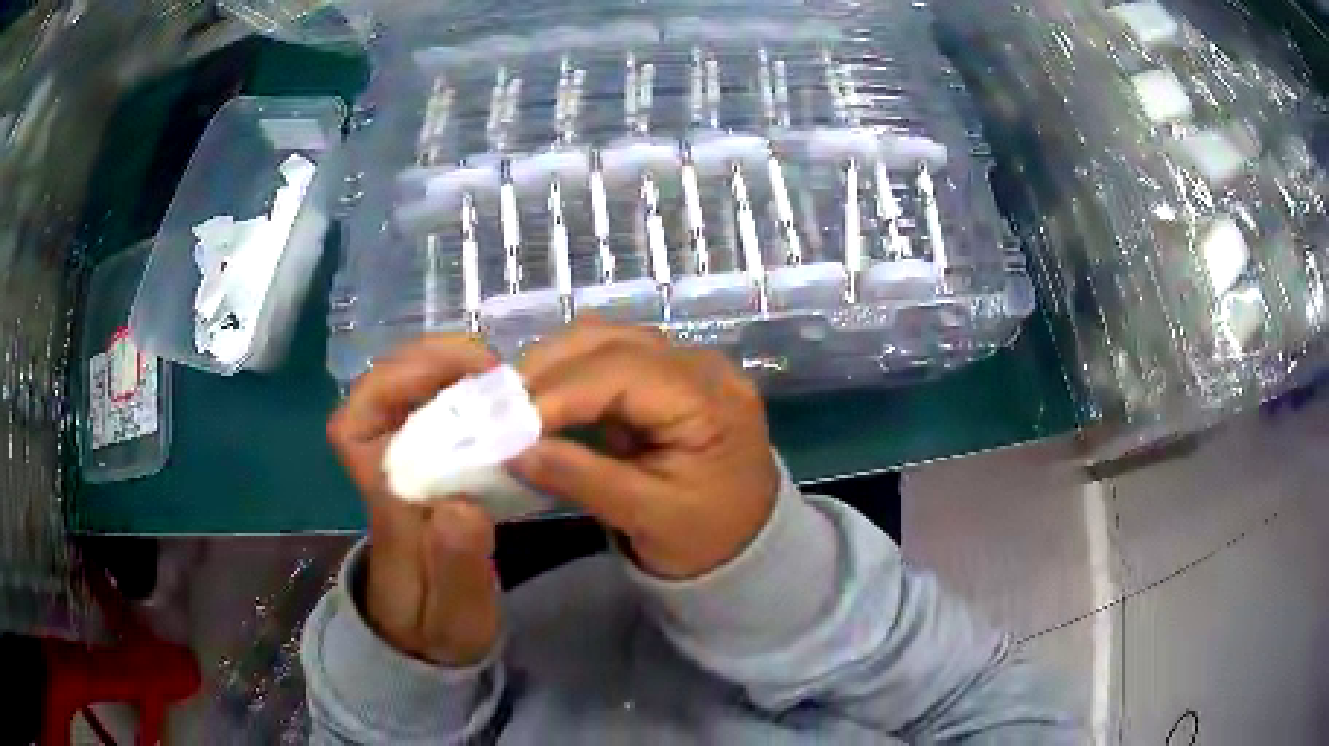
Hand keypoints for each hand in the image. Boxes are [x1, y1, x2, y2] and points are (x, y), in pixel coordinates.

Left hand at [327, 336, 501, 665]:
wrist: (433, 636)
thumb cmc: (439, 624)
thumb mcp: (454, 611)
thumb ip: (455, 567)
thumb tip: (462, 506)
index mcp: (384, 501)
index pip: (351, 428)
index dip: (389, 387)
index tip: (456, 382)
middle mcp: (387, 470)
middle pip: (379, 391)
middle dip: (428, 363)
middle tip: (490, 365)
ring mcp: (408, 463)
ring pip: (407, 392)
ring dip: (448, 369)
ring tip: (500, 373)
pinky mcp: (432, 465)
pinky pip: (437, 410)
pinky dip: (465, 389)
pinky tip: (501, 396)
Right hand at [509, 322, 780, 579]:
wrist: (746, 547)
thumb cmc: (708, 539)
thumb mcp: (648, 518)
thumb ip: (582, 480)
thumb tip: (514, 451)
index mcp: (711, 400)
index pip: (625, 372)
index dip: (559, 391)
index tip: (505, 422)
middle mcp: (700, 367)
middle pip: (612, 342)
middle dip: (547, 370)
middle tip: (494, 407)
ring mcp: (682, 367)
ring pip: (604, 341)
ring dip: (552, 367)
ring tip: (510, 405)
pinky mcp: (662, 378)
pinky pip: (607, 360)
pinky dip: (567, 377)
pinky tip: (537, 404)